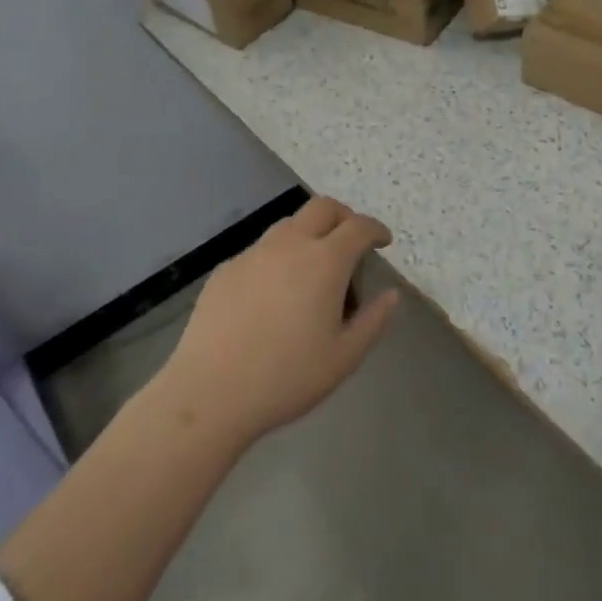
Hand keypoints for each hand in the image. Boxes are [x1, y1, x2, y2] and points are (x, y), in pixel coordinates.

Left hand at [154, 196, 399, 449]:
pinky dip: (279, 257)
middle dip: (344, 217)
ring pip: (289, 225)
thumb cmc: (286, 377)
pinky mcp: (226, 269)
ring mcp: (254, 253)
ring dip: (309, 234)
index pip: (359, 226)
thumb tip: (391, 295)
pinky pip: (261, 250)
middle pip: (323, 208)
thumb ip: (374, 321)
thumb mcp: (344, 357)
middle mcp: (290, 244)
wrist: (210, 392)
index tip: (383, 242)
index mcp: (325, 261)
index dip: (376, 229)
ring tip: (312, 270)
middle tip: (351, 245)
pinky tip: (273, 294)